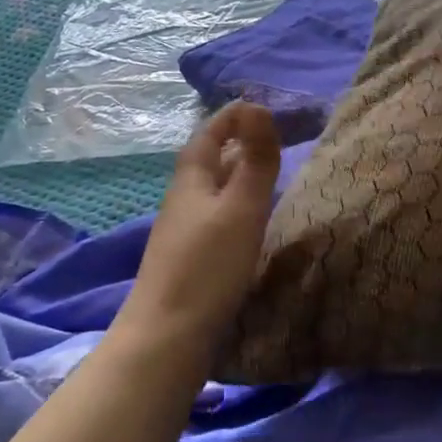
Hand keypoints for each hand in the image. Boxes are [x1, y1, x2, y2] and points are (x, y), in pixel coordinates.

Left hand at [123, 101, 280, 342]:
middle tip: (272, 140)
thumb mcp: (241, 207)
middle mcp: (182, 201)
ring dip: (236, 177)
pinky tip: (250, 224)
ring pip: (212, 192)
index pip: (207, 135)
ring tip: (268, 177)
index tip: (260, 107)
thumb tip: (258, 106)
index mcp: (191, 181)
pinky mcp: (189, 261)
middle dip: (236, 144)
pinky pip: (215, 219)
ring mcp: (182, 234)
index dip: (231, 117)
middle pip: (207, 162)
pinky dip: (235, 208)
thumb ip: (255, 159)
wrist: (168, 335)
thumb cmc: (208, 265)